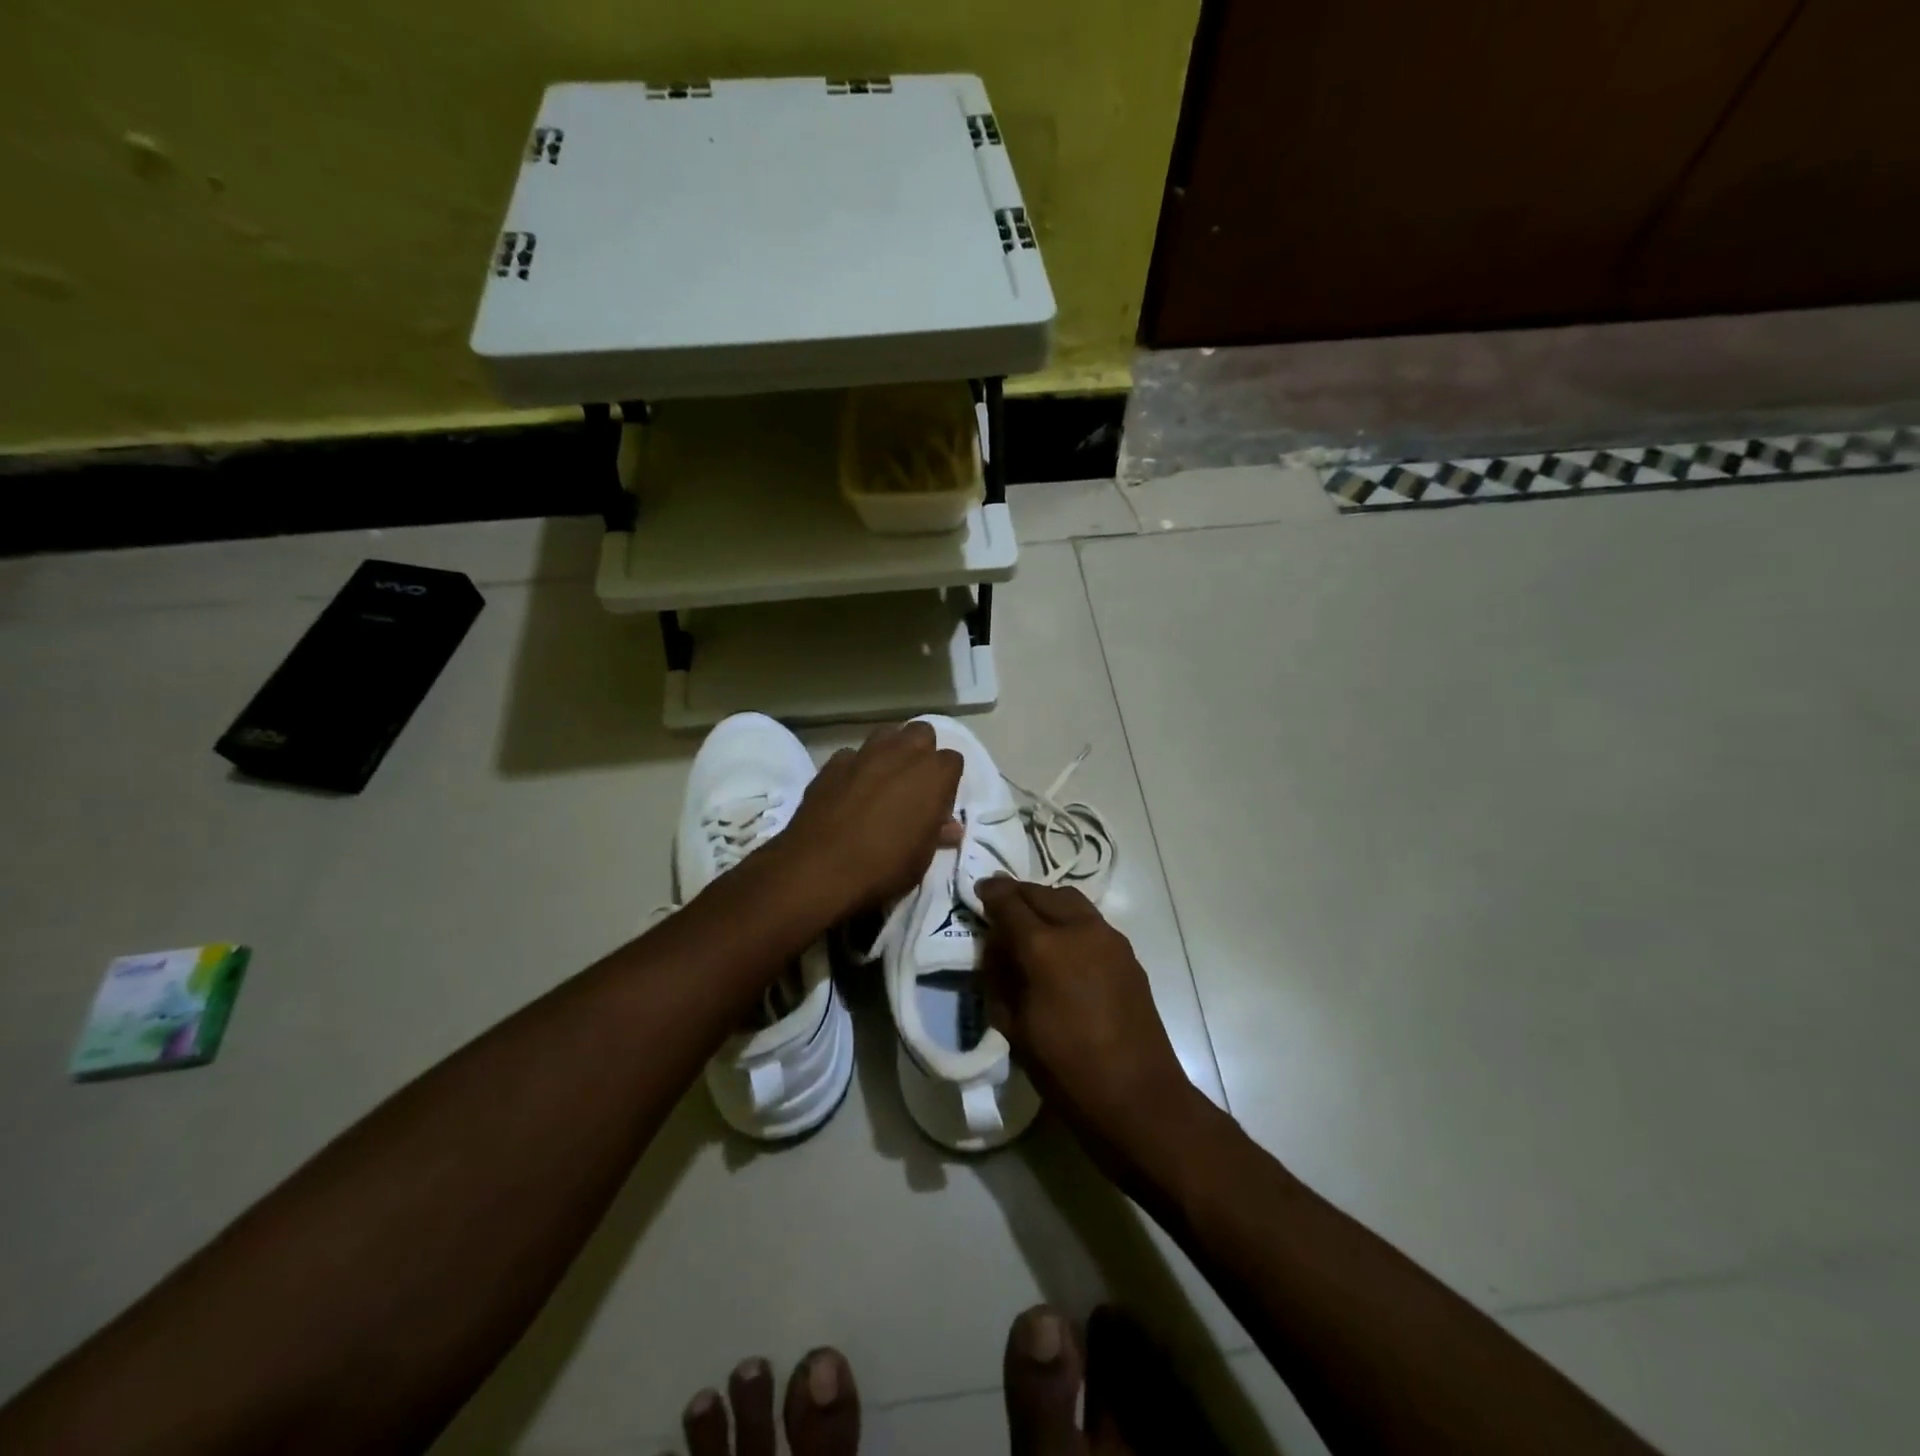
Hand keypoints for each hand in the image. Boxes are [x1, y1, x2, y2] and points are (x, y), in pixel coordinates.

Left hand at [773, 722, 963, 919]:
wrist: (819, 869)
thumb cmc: (884, 867)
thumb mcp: (922, 858)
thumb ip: (936, 833)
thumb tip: (948, 827)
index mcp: (933, 774)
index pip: (953, 761)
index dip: (946, 782)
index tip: (937, 805)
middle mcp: (902, 753)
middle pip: (921, 733)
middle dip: (921, 752)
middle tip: (913, 786)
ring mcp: (864, 754)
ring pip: (886, 735)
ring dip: (890, 752)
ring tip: (883, 782)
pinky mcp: (832, 764)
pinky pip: (851, 756)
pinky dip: (855, 768)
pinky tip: (849, 792)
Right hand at [978, 879, 1202, 1169]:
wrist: (1138, 1098)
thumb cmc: (1066, 1070)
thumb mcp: (1014, 1028)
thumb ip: (1000, 978)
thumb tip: (998, 949)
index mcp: (1044, 947)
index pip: (1009, 902)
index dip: (991, 894)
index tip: (979, 891)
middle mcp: (1079, 929)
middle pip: (1042, 893)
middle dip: (1018, 894)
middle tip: (1001, 906)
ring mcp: (1109, 939)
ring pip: (1071, 901)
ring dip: (1046, 903)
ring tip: (1031, 923)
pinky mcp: (1128, 954)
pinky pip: (1091, 921)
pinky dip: (1069, 920)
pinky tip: (1062, 946)